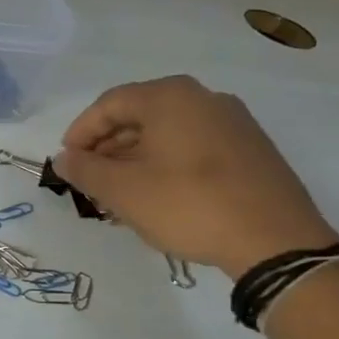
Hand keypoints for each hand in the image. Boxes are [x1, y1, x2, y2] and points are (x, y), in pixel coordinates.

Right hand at [52, 76, 338, 277]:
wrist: (275, 240)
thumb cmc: (188, 205)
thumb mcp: (123, 191)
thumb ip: (84, 170)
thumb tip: (63, 159)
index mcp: (170, 97)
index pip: (109, 104)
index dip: (80, 132)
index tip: (66, 162)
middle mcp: (204, 98)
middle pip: (139, 115)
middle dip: (108, 148)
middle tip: (90, 180)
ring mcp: (233, 122)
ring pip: (167, 133)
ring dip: (135, 159)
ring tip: (119, 194)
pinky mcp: (251, 149)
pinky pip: (193, 147)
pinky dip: (166, 164)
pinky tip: (157, 196)